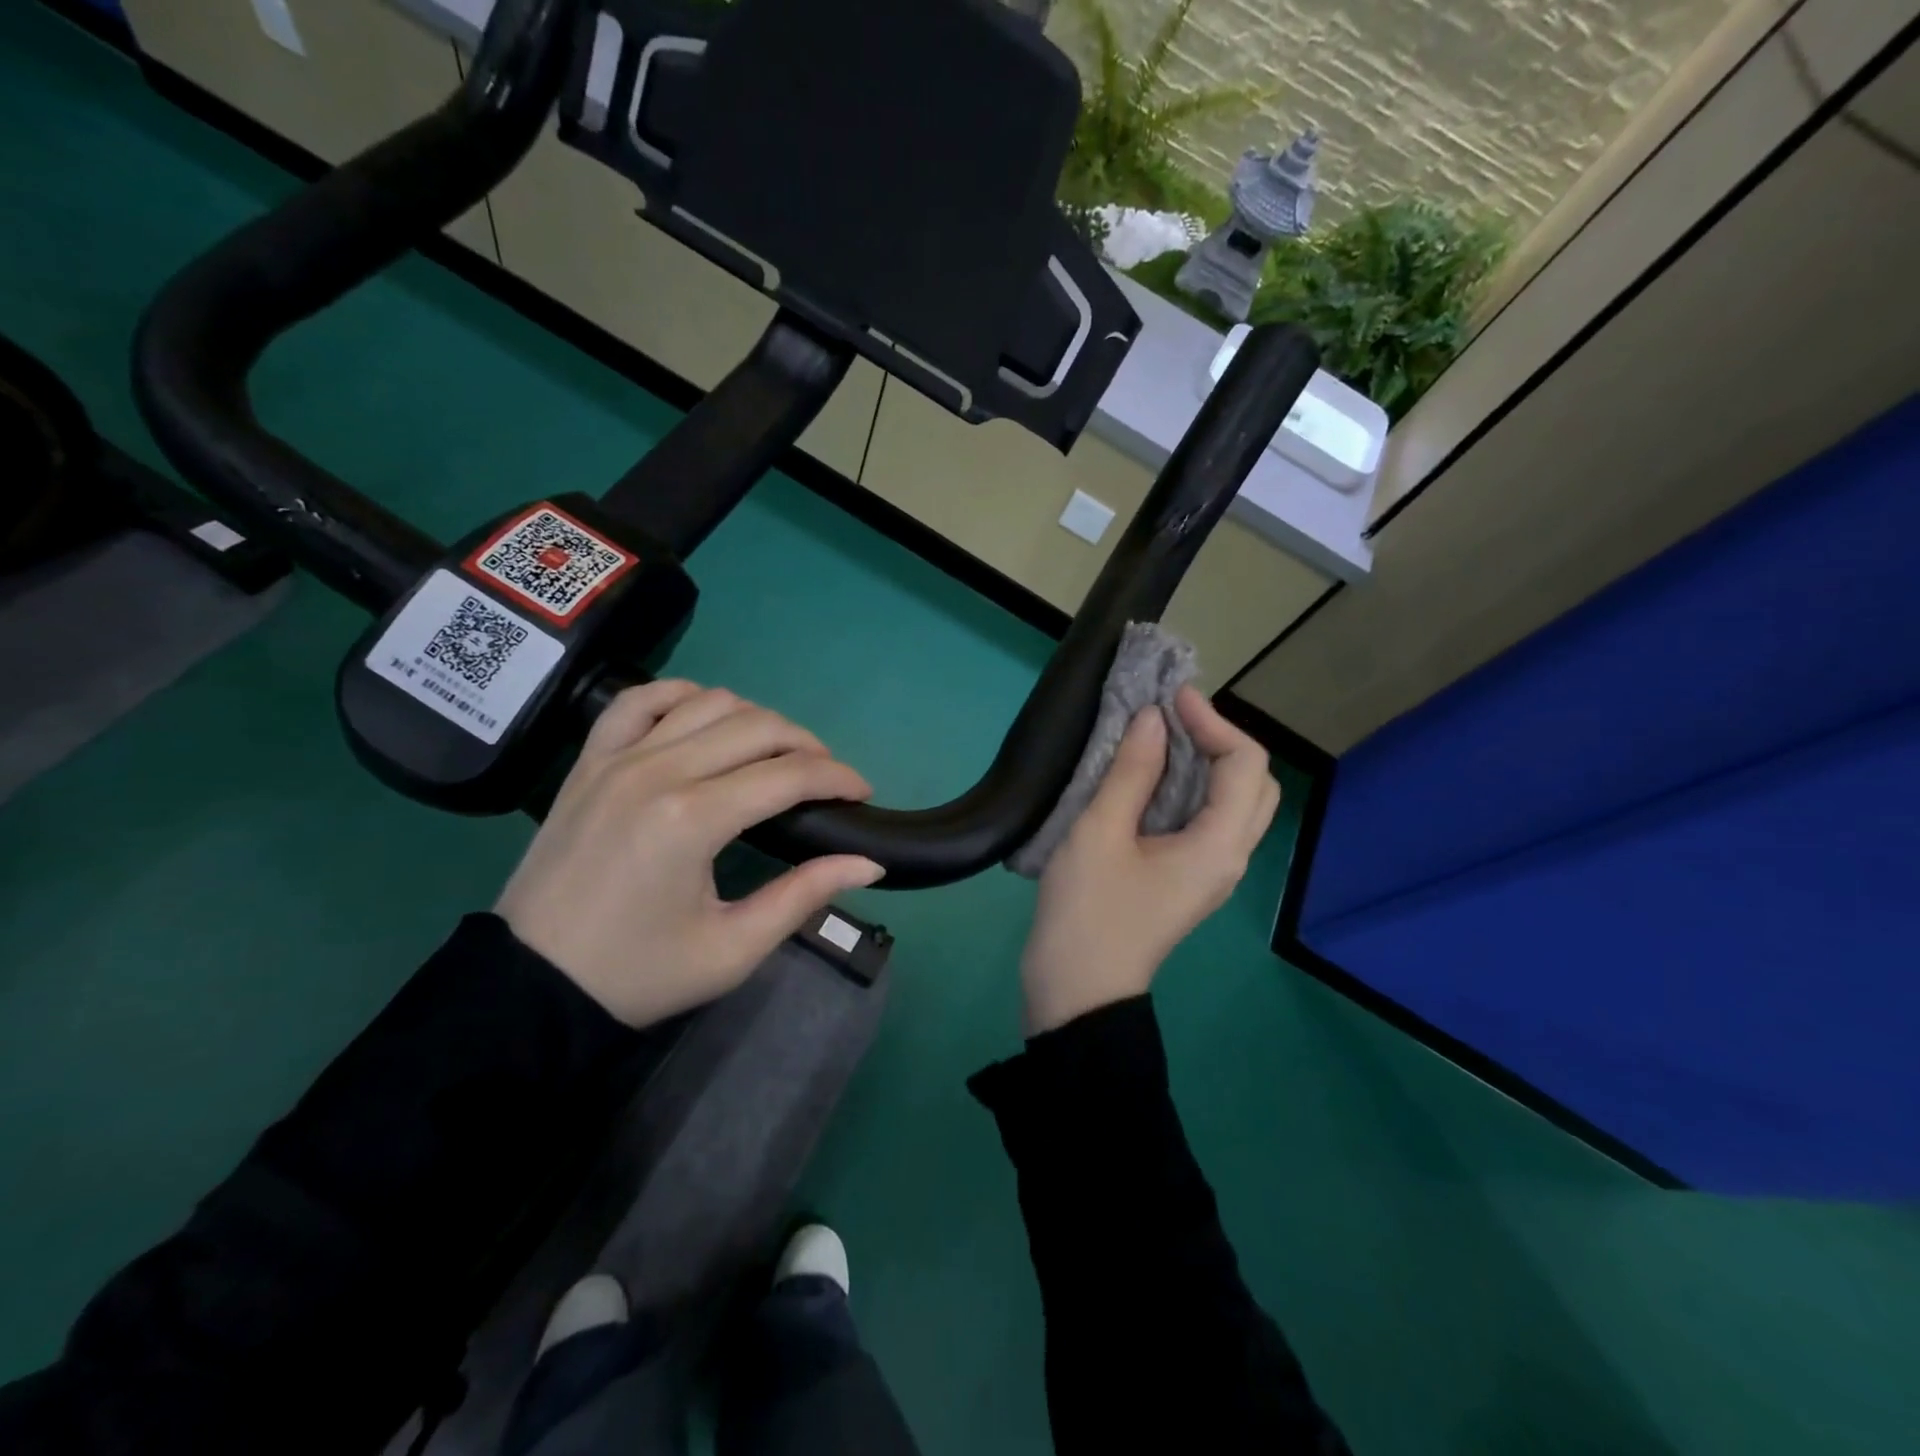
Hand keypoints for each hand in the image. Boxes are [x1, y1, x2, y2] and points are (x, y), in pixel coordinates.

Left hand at [496, 681, 883, 1027]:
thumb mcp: (732, 949)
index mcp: (694, 819)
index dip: (838, 778)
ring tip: (775, 755)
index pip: (789, 775)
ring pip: (708, 702)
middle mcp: (658, 771)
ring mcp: (617, 758)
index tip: (863, 793)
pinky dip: (682, 696)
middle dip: (808, 746)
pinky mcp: (589, 761)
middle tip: (826, 779)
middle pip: (757, 727)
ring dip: (756, 720)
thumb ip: (804, 896)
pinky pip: (640, 700)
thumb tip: (868, 861)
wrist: (530, 987)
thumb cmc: (638, 974)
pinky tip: (705, 717)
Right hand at [1020, 686, 1279, 1034]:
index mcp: (1219, 845)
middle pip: (1254, 784)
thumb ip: (1131, 772)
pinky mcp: (1188, 880)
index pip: (1244, 764)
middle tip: (1171, 718)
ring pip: (1233, 804)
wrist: (1078, 991)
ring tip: (1161, 738)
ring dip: (1207, 764)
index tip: (1169, 699)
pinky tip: (1150, 779)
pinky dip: (1190, 789)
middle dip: (1220, 740)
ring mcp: (1211, 872)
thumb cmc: (1088, 911)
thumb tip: (1152, 720)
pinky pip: (1208, 821)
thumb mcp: (1100, 833)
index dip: (1213, 721)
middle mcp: (1229, 857)